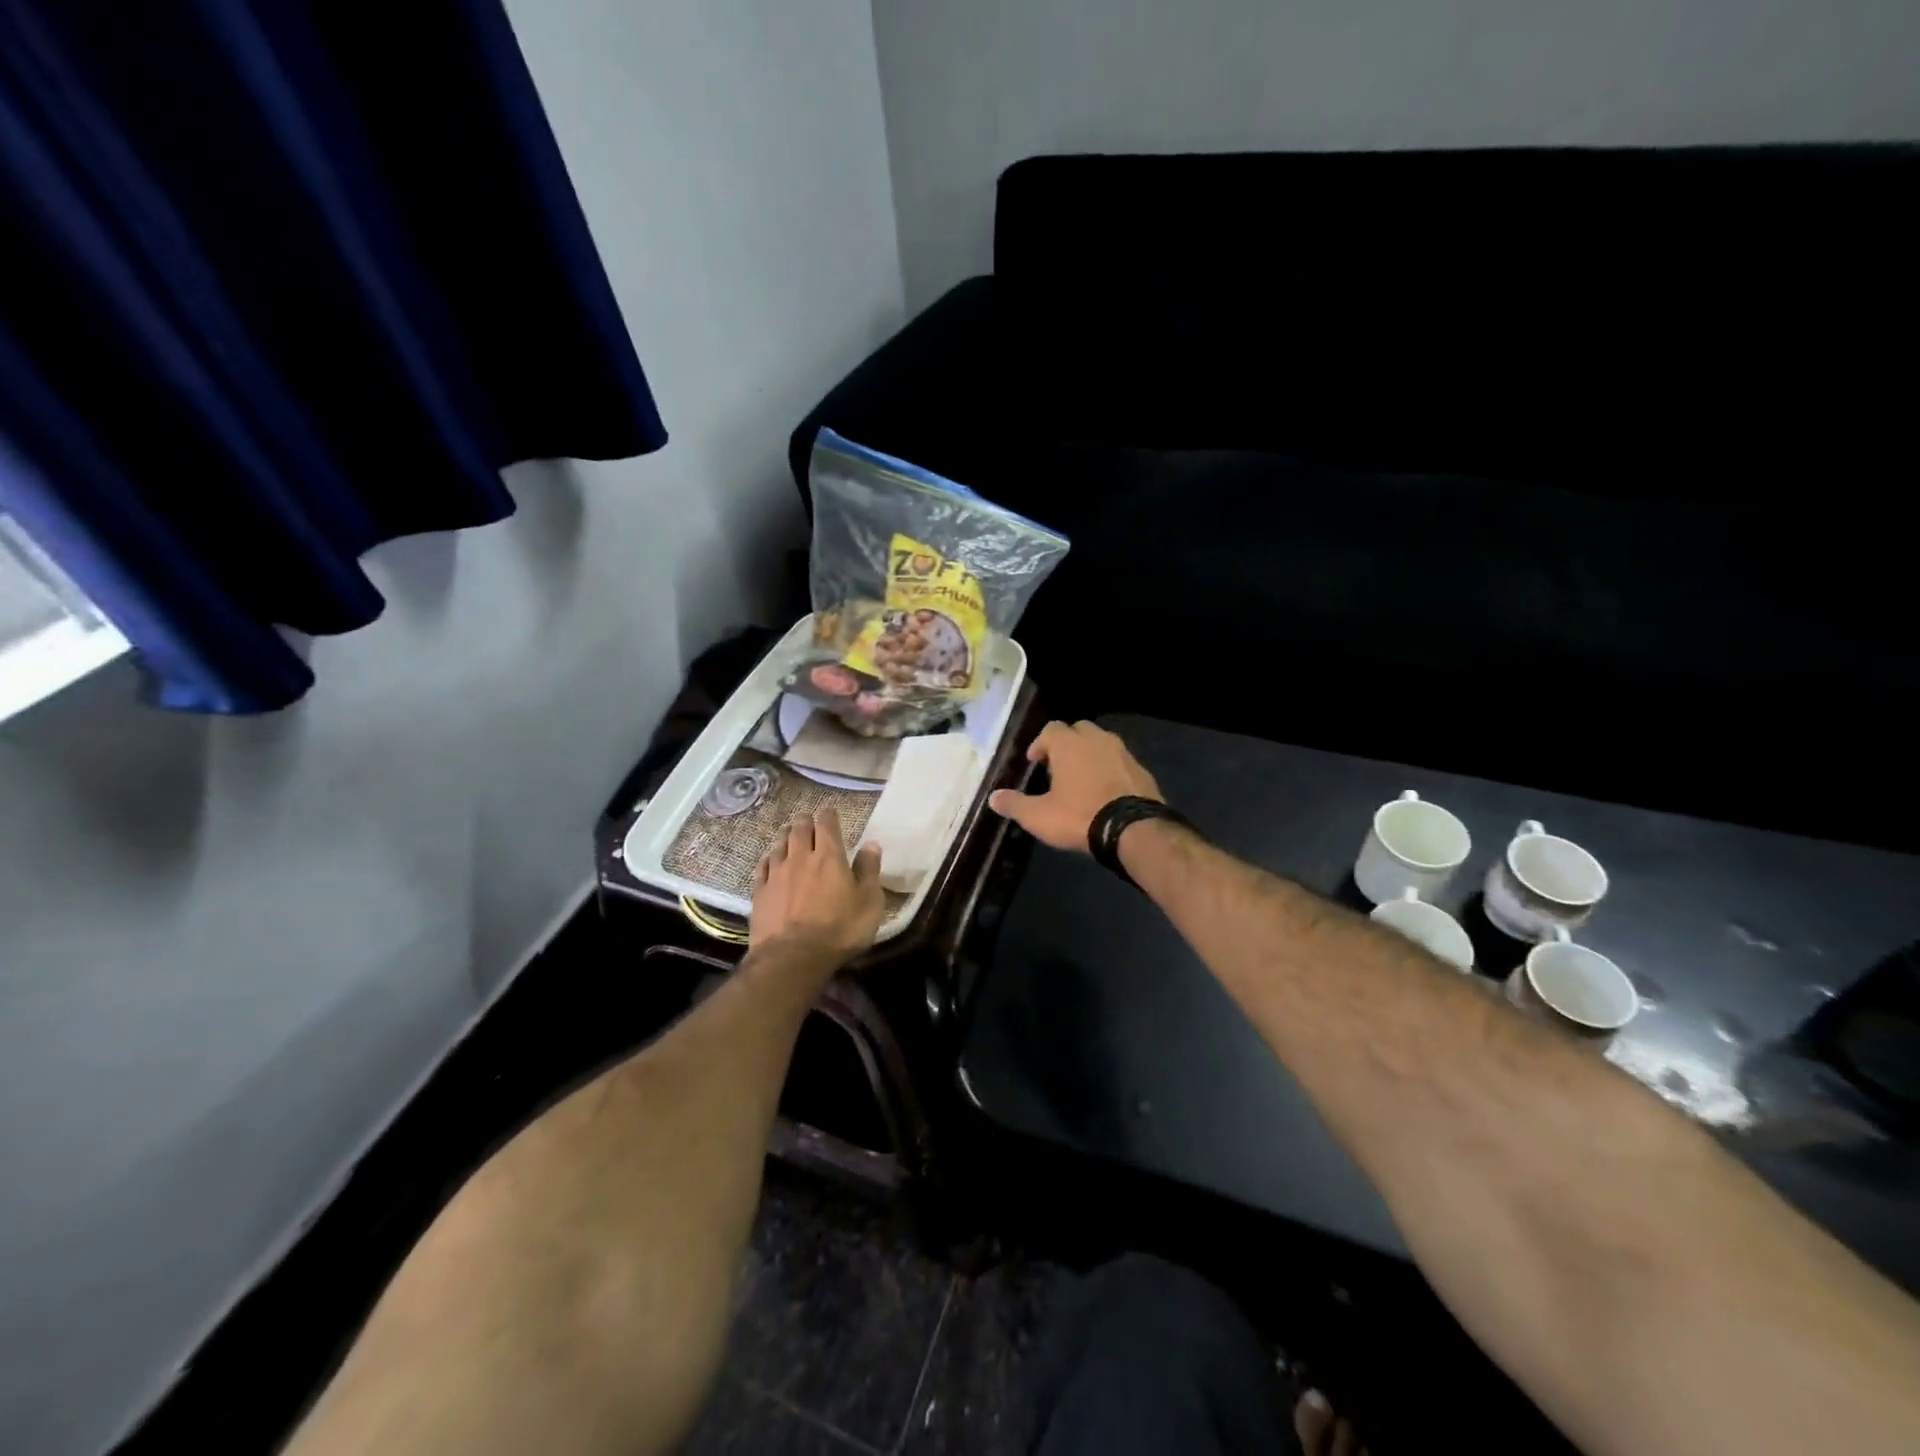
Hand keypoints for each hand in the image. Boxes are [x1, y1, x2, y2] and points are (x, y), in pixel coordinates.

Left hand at [750, 806, 885, 964]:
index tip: (830, 811)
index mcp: (829, 856)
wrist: (793, 957)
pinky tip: (770, 860)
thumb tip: (871, 844)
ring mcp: (777, 874)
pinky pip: (763, 866)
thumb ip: (869, 871)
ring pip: (780, 845)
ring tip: (790, 835)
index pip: (827, 824)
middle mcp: (801, 857)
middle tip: (808, 820)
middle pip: (799, 830)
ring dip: (786, 837)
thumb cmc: (840, 929)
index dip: (828, 815)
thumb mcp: (869, 902)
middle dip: (805, 822)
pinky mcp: (760, 892)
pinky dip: (769, 858)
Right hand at [988, 720, 1163, 852]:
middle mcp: (1097, 739)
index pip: (1051, 729)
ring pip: (1102, 744)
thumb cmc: (1079, 815)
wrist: (1133, 829)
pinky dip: (1111, 770)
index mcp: (1069, 743)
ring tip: (1082, 780)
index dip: (1040, 744)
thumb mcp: (1038, 816)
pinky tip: (1106, 792)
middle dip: (1067, 744)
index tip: (1034, 762)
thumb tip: (992, 798)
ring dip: (1090, 756)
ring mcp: (1123, 752)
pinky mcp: (1142, 770)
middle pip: (1078, 730)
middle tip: (1058, 768)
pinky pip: (1120, 762)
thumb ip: (1014, 804)